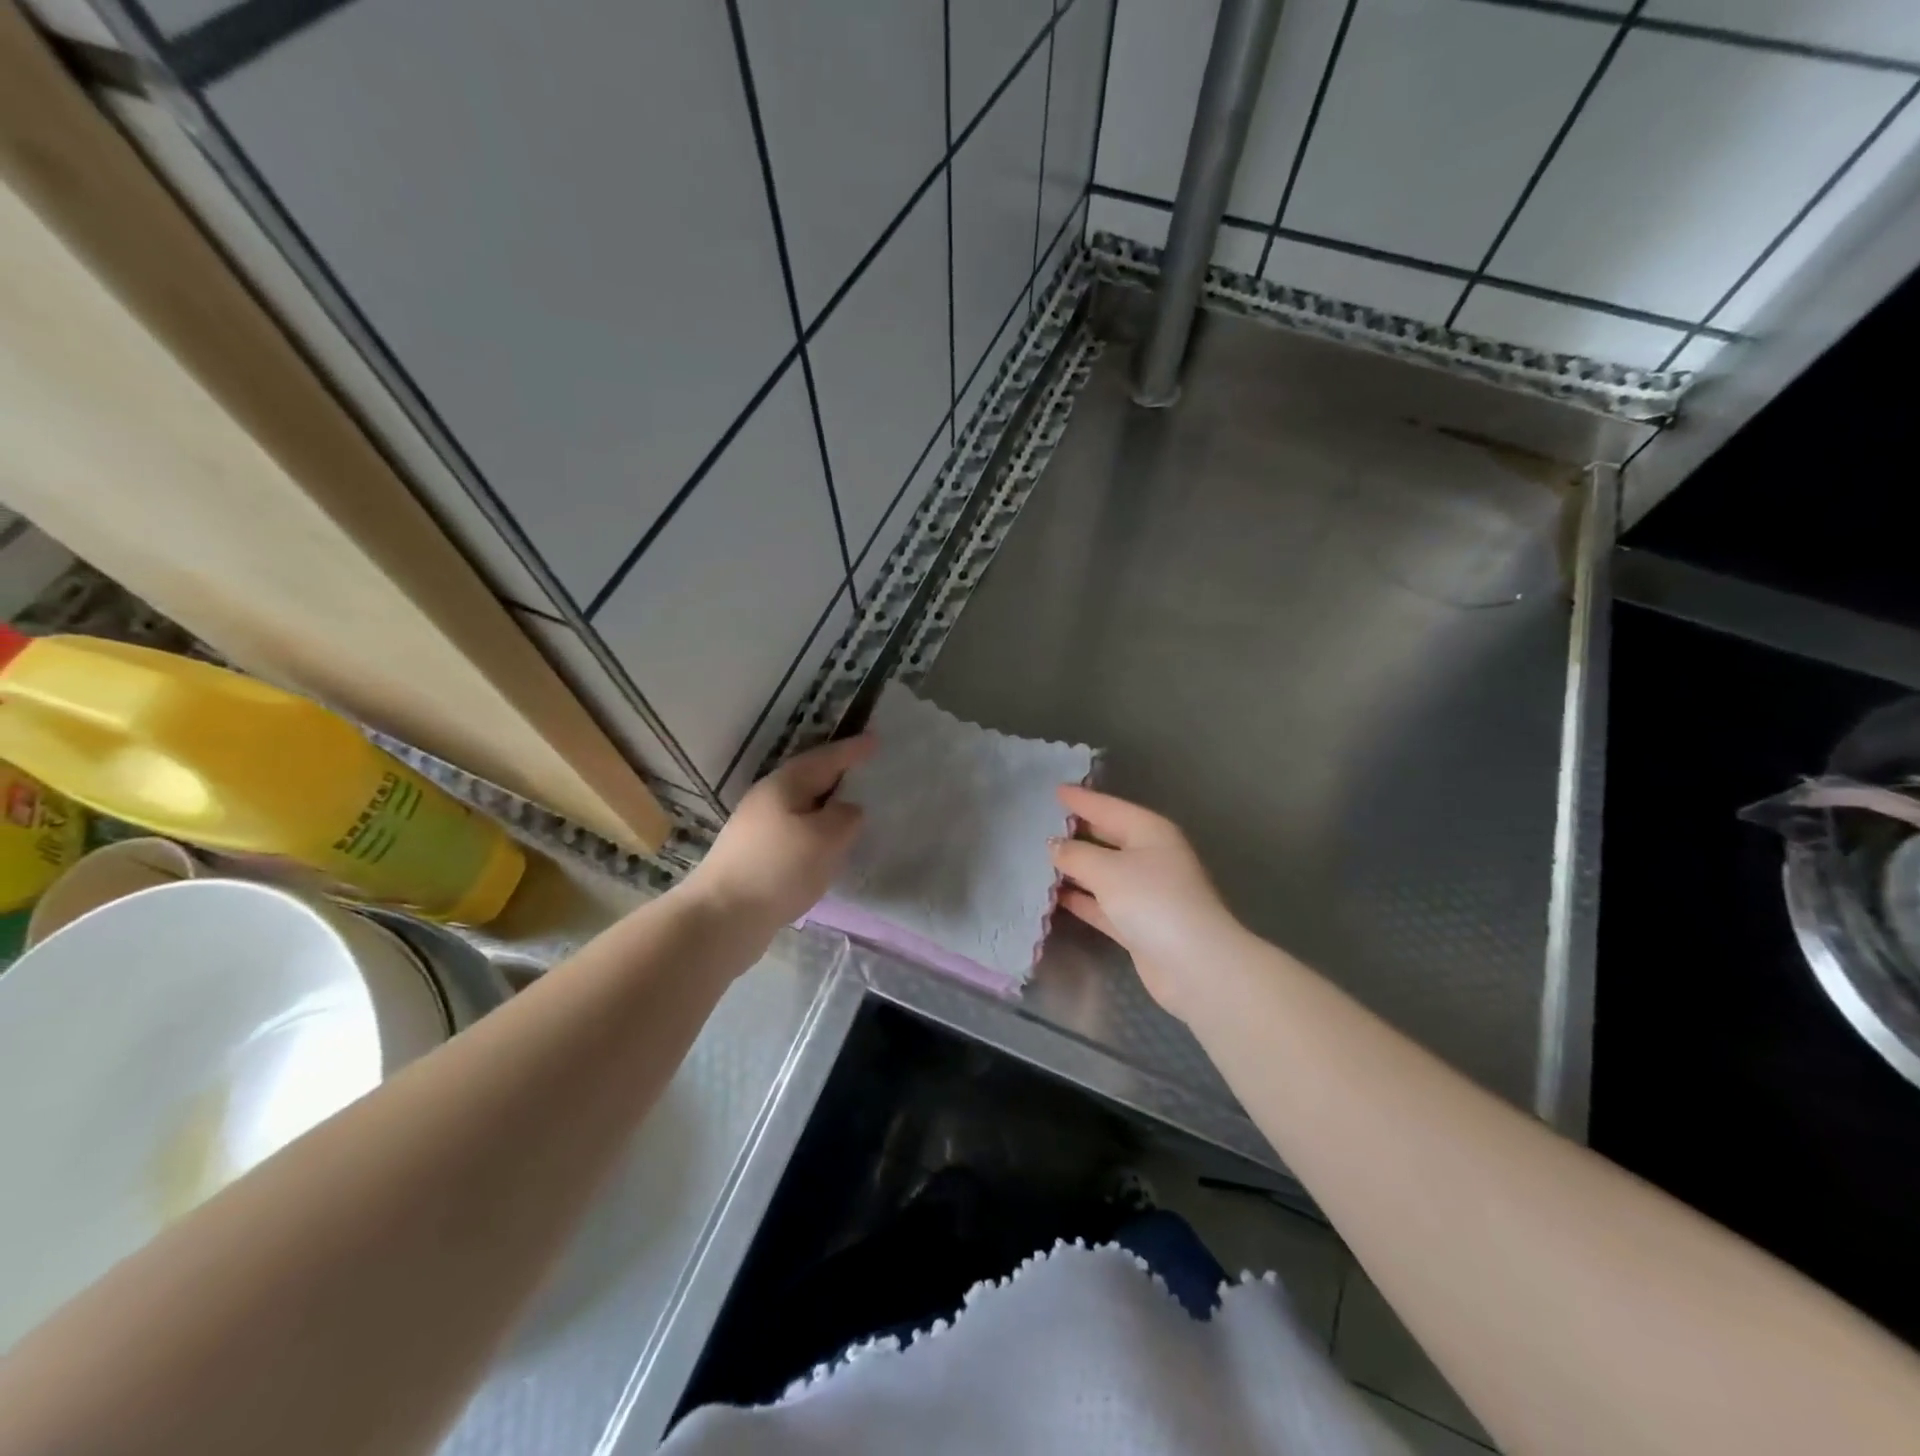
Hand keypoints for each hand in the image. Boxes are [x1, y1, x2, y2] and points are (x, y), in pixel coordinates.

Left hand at [685, 736, 872, 936]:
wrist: (721, 918)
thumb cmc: (778, 869)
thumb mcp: (826, 837)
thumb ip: (846, 817)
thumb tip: (848, 811)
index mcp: (785, 785)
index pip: (826, 759)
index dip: (852, 750)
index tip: (876, 740)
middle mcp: (767, 799)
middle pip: (810, 779)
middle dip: (837, 774)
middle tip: (866, 771)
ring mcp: (757, 828)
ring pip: (802, 807)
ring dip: (826, 806)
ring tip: (853, 811)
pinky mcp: (755, 856)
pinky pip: (796, 833)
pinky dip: (816, 833)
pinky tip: (827, 848)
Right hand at [1052, 786, 1239, 1021]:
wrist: (1194, 965)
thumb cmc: (1153, 901)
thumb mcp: (1107, 870)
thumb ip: (1075, 854)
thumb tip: (1054, 845)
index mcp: (1150, 832)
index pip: (1109, 808)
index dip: (1082, 799)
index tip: (1055, 790)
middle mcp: (1150, 857)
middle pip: (1107, 838)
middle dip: (1076, 832)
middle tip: (1040, 824)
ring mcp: (1145, 893)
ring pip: (1102, 873)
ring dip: (1074, 868)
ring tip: (1038, 859)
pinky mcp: (1138, 924)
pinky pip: (1102, 904)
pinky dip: (1081, 899)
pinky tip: (1053, 896)